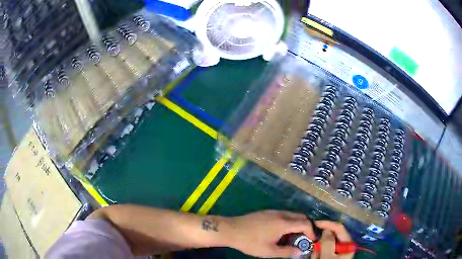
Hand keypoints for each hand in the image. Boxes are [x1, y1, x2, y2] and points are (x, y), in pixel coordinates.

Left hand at [226, 210, 314, 257]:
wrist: (231, 230)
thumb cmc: (251, 242)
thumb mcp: (269, 251)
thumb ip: (287, 252)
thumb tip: (300, 251)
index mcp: (284, 223)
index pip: (305, 223)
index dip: (311, 231)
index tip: (311, 240)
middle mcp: (281, 214)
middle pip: (300, 216)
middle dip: (305, 227)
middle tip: (303, 239)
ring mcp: (273, 211)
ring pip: (292, 215)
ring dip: (296, 224)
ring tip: (292, 237)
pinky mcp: (266, 212)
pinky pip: (283, 215)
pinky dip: (288, 222)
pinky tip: (280, 232)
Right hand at [311, 221, 353, 258]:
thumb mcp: (327, 257)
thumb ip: (327, 242)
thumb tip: (326, 229)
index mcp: (348, 244)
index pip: (339, 228)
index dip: (328, 224)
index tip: (314, 223)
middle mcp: (344, 246)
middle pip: (331, 237)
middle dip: (320, 242)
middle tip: (314, 249)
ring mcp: (337, 252)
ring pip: (325, 244)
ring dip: (318, 250)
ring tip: (315, 258)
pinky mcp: (331, 256)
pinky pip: (323, 251)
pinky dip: (317, 254)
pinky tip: (315, 258)